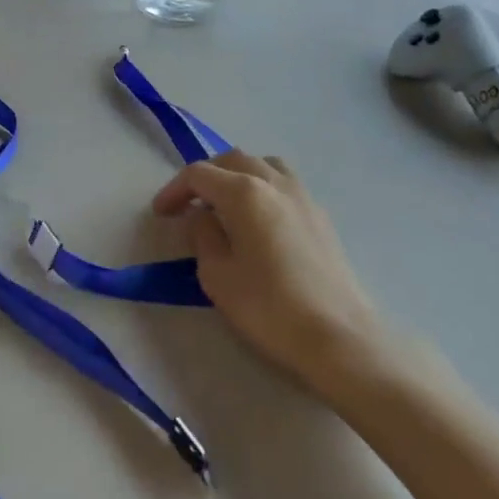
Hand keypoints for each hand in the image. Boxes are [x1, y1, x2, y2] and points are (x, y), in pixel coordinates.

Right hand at [152, 150, 395, 404]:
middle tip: (188, 205)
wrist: (338, 338)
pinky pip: (284, 183)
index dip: (174, 190)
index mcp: (244, 193)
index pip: (199, 175)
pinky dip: (262, 187)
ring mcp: (303, 197)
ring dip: (237, 175)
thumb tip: (205, 218)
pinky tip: (258, 219)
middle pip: (232, 160)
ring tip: (225, 203)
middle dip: (205, 177)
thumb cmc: (268, 307)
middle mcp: (275, 183)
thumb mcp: (217, 275)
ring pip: (263, 165)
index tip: (160, 213)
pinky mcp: (321, 216)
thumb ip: (204, 236)